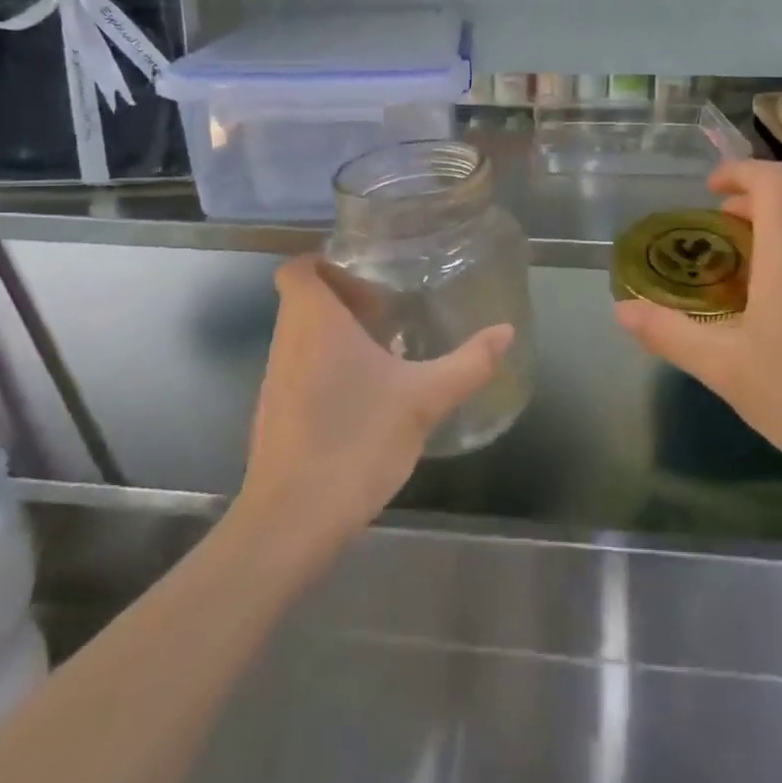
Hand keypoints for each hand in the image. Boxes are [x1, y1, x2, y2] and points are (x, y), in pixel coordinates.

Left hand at [239, 255, 513, 550]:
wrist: (294, 519)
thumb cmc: (356, 439)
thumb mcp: (424, 399)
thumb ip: (468, 363)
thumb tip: (506, 332)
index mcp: (314, 322)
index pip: (298, 268)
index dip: (328, 263)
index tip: (369, 278)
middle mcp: (287, 343)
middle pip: (304, 301)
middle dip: (345, 300)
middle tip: (389, 313)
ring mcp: (275, 381)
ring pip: (302, 338)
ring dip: (338, 336)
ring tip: (385, 353)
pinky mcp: (274, 415)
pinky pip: (300, 370)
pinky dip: (328, 368)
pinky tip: (366, 398)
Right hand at [614, 159, 781, 503]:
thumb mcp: (725, 368)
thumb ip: (669, 333)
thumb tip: (622, 311)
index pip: (772, 179)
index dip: (738, 172)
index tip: (706, 192)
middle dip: (742, 210)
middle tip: (706, 243)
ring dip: (765, 240)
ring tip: (731, 282)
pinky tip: (771, 318)